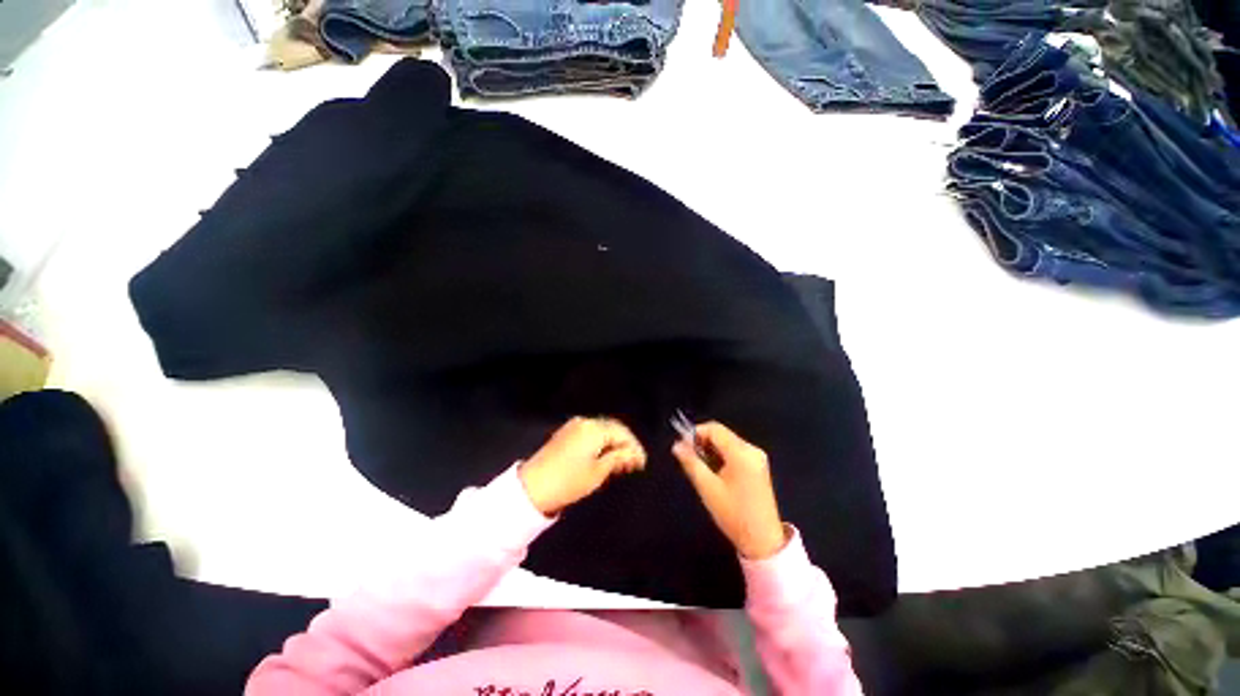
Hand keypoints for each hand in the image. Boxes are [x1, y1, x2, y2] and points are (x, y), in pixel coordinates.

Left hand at [519, 417, 646, 515]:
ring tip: (621, 462)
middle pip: (612, 428)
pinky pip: (590, 433)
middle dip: (625, 444)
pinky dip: (600, 443)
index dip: (634, 447)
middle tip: (634, 462)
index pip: (622, 433)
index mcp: (594, 429)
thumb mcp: (598, 472)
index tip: (643, 463)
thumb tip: (634, 454)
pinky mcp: (565, 433)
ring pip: (601, 430)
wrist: (532, 487)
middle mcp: (585, 422)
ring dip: (613, 443)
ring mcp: (573, 426)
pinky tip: (604, 456)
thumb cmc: (569, 481)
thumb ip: (619, 458)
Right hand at [673, 421, 787, 559]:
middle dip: (703, 442)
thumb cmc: (733, 514)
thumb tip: (677, 445)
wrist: (763, 541)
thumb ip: (691, 462)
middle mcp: (752, 450)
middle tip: (689, 458)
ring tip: (701, 468)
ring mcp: (757, 458)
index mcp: (741, 453)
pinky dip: (722, 456)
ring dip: (712, 450)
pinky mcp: (758, 466)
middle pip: (722, 434)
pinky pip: (735, 452)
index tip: (683, 446)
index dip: (696, 433)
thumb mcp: (707, 488)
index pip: (714, 429)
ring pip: (727, 443)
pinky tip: (715, 472)